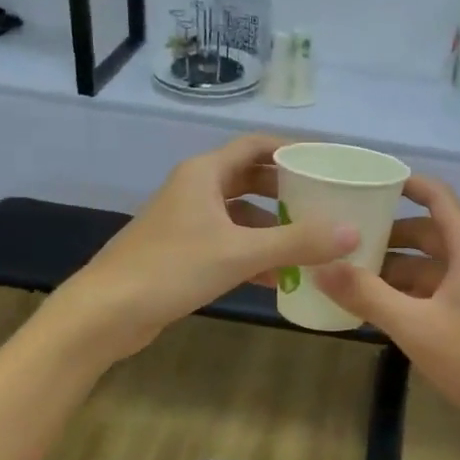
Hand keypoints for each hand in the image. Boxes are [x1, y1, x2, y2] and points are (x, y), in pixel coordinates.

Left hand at [61, 134, 356, 360]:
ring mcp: (186, 222)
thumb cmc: (171, 269)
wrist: (105, 313)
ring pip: (240, 215)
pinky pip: (228, 244)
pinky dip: (254, 254)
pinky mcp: (182, 253)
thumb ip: (298, 242)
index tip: (326, 162)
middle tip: (325, 203)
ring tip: (311, 242)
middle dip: (287, 191)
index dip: (291, 150)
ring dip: (273, 227)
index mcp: (204, 174)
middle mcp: (195, 190)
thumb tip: (353, 232)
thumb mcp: (240, 253)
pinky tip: (280, 278)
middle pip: (249, 179)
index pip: (255, 146)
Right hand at [314, 175, 459, 433]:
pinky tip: (383, 305)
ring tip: (353, 274)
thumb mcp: (415, 326)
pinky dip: (414, 289)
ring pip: (435, 263)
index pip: (437, 196)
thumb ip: (366, 295)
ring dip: (399, 266)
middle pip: (431, 231)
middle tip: (346, 236)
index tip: (368, 182)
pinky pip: (443, 286)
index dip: (405, 184)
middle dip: (390, 234)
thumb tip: (320, 266)